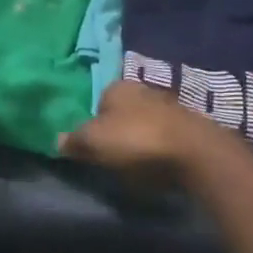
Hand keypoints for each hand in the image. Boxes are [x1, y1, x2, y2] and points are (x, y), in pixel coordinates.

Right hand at [59, 81, 227, 177]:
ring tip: (136, 165)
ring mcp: (171, 106)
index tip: (93, 146)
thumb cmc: (137, 140)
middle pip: (123, 111)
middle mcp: (144, 89)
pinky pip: (166, 137)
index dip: (93, 123)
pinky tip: (159, 165)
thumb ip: (74, 140)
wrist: (195, 152)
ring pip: (146, 123)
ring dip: (141, 140)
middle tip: (112, 156)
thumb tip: (57, 139)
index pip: (98, 101)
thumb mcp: (94, 142)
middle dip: (118, 130)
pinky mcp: (191, 126)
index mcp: (118, 87)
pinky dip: (161, 149)